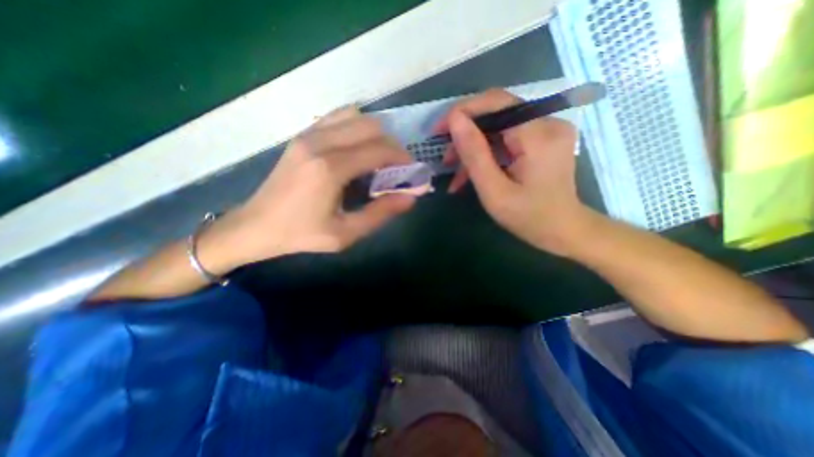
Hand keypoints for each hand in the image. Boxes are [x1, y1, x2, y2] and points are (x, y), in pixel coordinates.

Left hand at [202, 106, 415, 270]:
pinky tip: (357, 149)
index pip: (379, 150)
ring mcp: (308, 134)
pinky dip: (356, 128)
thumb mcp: (346, 233)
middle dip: (392, 144)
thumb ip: (380, 214)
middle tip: (396, 166)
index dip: (401, 157)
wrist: (256, 225)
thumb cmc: (302, 234)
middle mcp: (320, 143)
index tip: (411, 170)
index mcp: (331, 169)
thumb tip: (410, 198)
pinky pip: (338, 118)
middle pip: (371, 126)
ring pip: (355, 116)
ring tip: (377, 157)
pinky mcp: (302, 135)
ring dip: (374, 134)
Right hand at [439, 87, 592, 254]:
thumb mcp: (494, 191)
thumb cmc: (528, 217)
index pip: (496, 103)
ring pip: (499, 126)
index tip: (439, 130)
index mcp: (539, 135)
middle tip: (447, 159)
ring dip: (474, 147)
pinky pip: (507, 137)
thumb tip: (454, 120)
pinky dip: (488, 152)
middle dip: (466, 133)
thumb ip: (474, 154)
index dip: (463, 111)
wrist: (563, 230)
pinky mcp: (544, 138)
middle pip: (496, 113)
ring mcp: (548, 129)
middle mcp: (548, 122)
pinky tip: (473, 171)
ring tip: (456, 172)